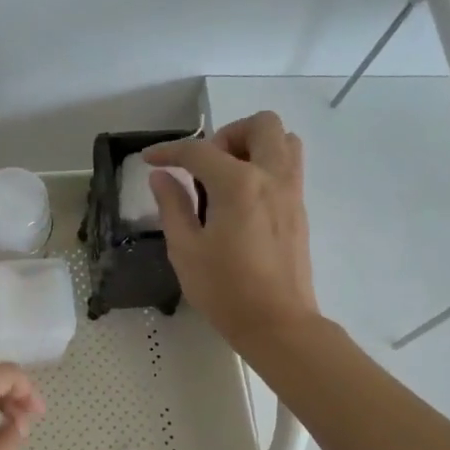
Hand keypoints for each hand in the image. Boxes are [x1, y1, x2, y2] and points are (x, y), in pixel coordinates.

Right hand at [145, 112, 320, 353]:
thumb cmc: (225, 290)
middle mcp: (271, 177)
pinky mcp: (300, 210)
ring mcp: (292, 192)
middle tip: (205, 167)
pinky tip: (242, 200)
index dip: (169, 151)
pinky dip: (266, 166)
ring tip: (227, 177)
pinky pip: (289, 167)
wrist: (277, 323)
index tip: (150, 160)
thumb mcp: (185, 250)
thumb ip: (173, 206)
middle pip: (260, 125)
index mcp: (238, 185)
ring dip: (254, 145)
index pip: (199, 152)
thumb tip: (161, 177)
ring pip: (284, 141)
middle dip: (227, 135)